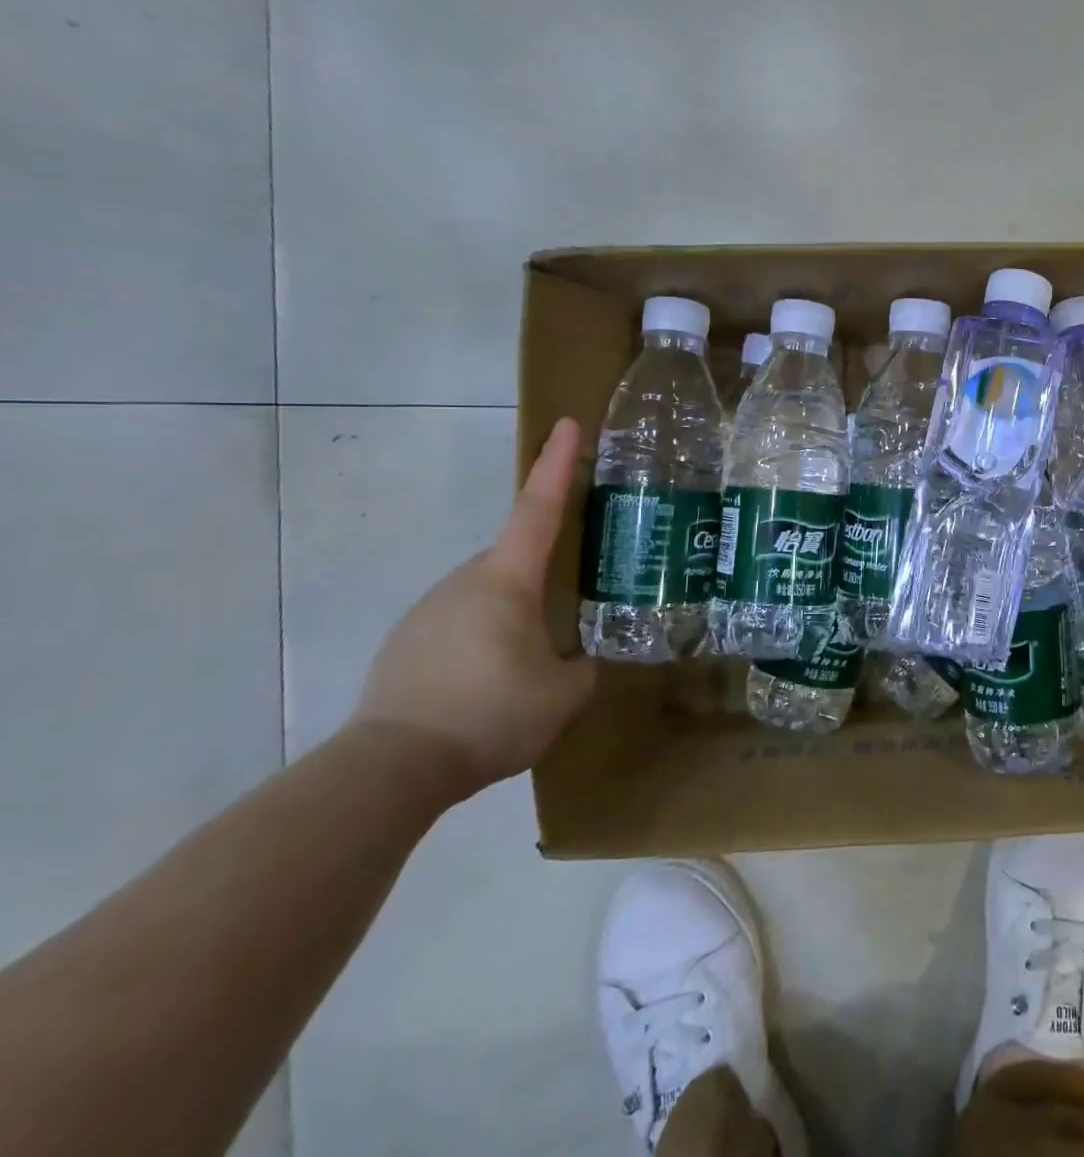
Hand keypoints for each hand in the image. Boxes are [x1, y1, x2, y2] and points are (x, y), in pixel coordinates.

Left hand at [353, 418, 595, 796]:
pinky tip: (491, 686)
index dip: (558, 464)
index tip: (570, 424)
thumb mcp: (564, 693)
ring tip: (531, 664)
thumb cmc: (489, 713)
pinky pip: (460, 627)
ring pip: (487, 597)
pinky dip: (483, 642)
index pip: (539, 507)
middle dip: (544, 574)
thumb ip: (584, 666)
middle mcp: (464, 582)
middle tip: (572, 603)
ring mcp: (428, 611)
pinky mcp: (405, 645)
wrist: (390, 769)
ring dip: (513, 616)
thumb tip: (582, 660)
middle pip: (515, 559)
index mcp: (507, 580)